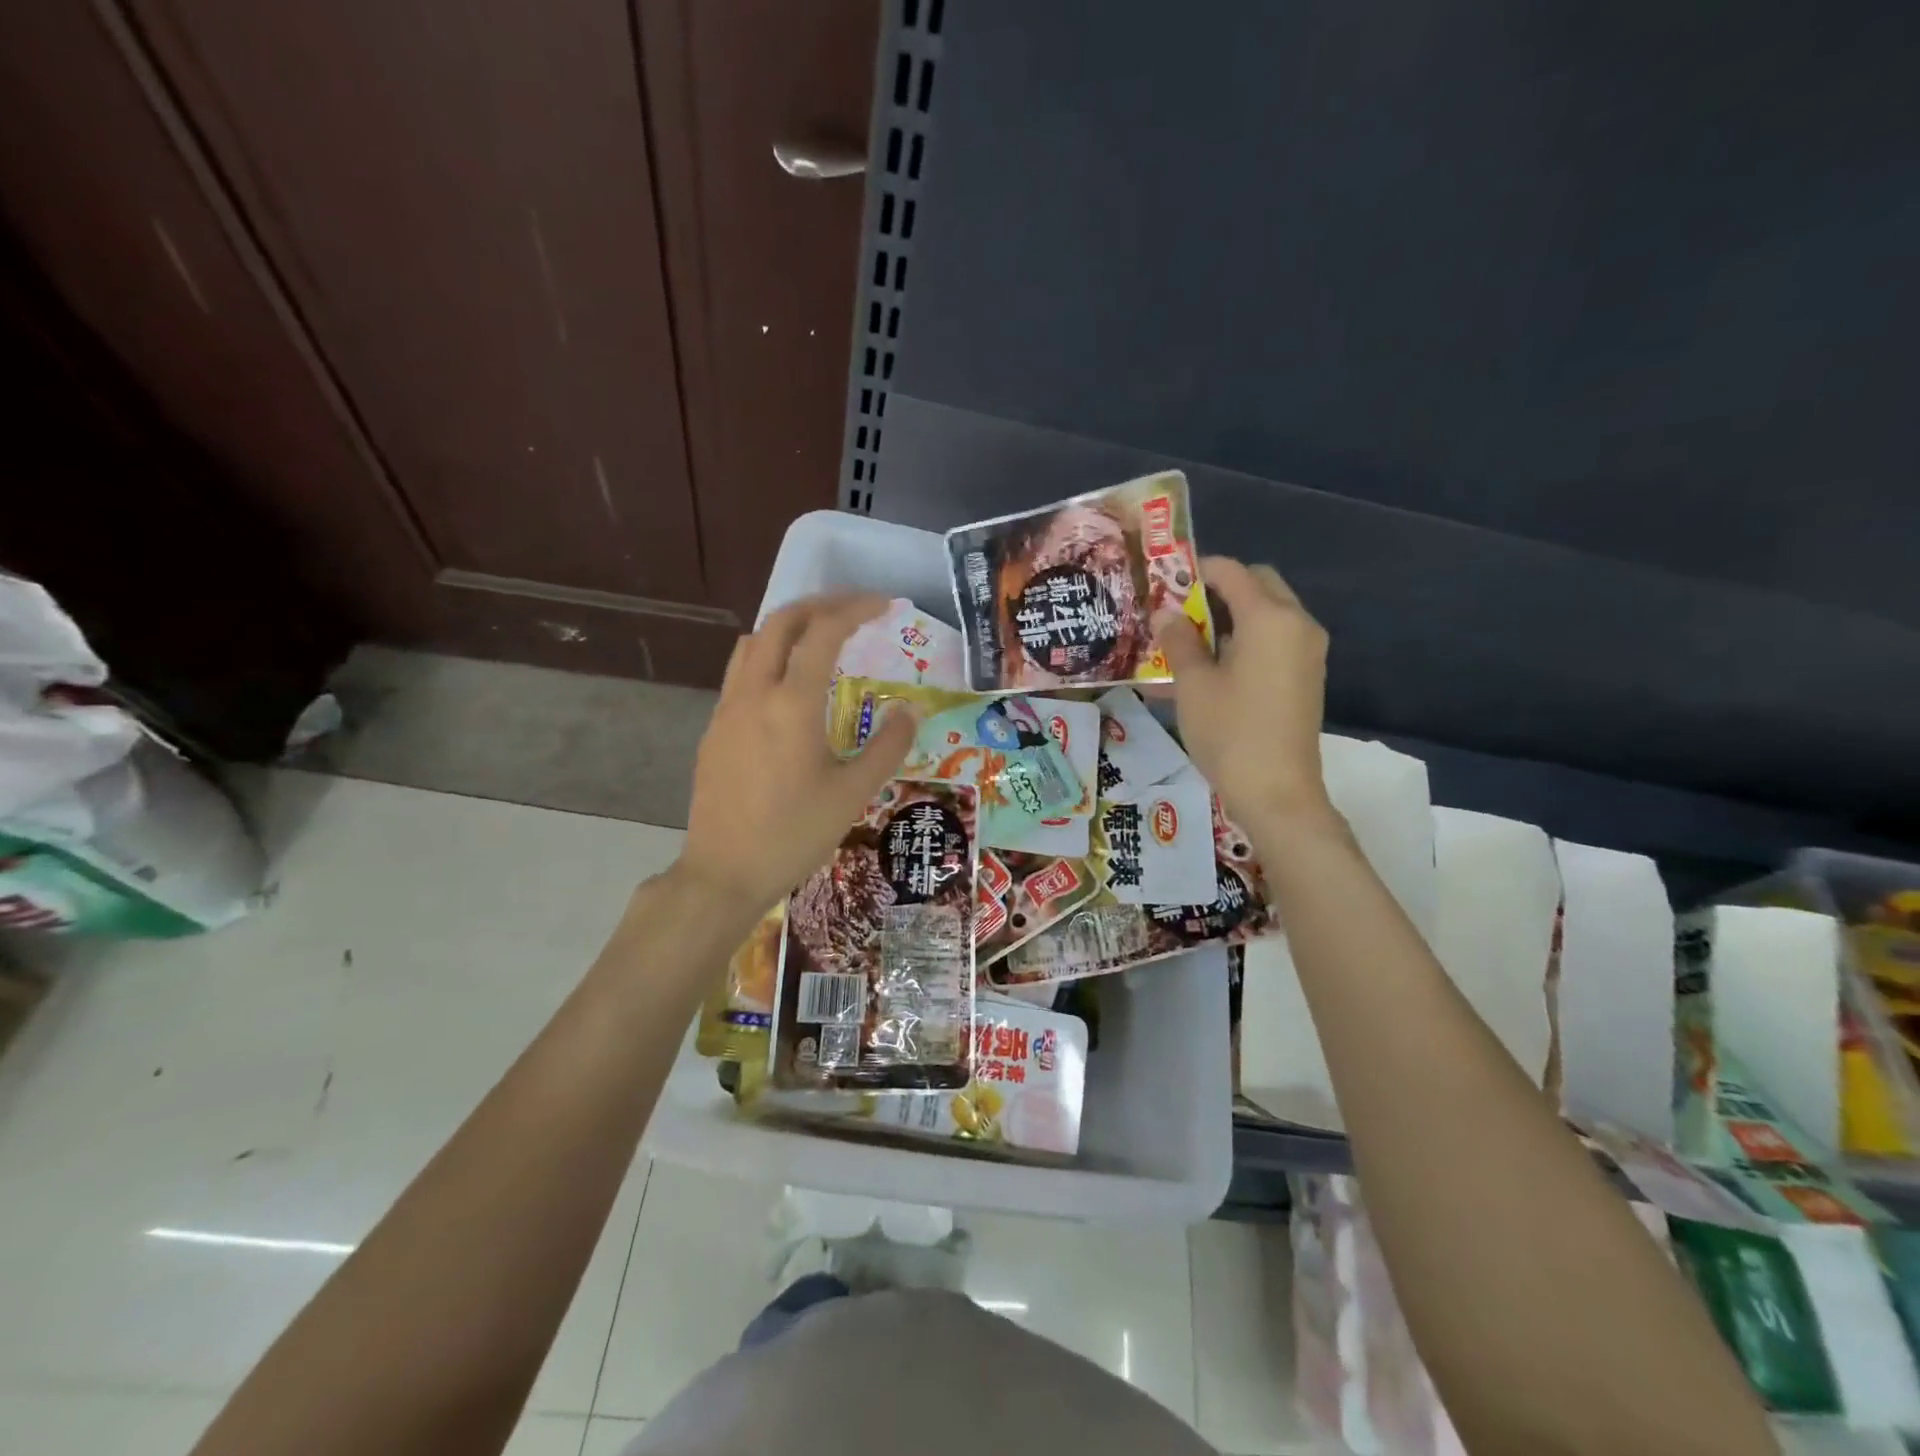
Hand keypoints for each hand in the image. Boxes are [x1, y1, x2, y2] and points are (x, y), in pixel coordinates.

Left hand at [677, 592, 916, 918]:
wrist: (724, 872)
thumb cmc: (794, 834)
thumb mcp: (853, 793)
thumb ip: (887, 746)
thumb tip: (910, 709)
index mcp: (792, 703)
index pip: (824, 633)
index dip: (856, 609)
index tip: (885, 606)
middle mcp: (754, 693)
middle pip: (781, 621)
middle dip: (820, 605)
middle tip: (855, 610)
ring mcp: (727, 709)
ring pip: (753, 642)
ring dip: (789, 627)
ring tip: (821, 638)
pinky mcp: (714, 729)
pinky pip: (740, 672)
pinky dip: (769, 656)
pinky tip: (788, 686)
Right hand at [1154, 558, 1335, 828]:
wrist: (1277, 792)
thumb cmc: (1230, 732)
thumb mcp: (1193, 684)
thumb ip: (1178, 641)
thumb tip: (1165, 615)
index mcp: (1270, 618)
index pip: (1232, 572)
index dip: (1197, 571)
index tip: (1165, 582)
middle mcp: (1297, 624)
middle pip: (1258, 586)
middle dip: (1219, 590)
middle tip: (1180, 611)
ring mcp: (1307, 651)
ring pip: (1267, 614)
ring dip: (1230, 618)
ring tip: (1189, 641)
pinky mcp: (1306, 676)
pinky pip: (1274, 642)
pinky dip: (1244, 642)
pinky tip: (1211, 667)